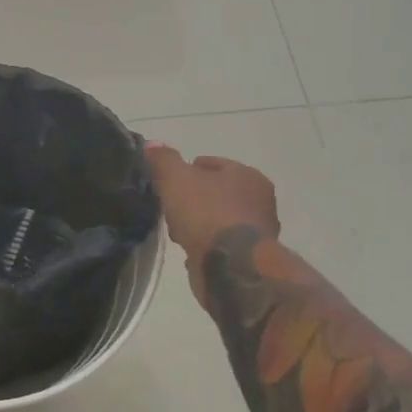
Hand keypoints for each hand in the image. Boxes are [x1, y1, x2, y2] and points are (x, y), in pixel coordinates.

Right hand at [145, 142, 279, 261]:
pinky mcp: (250, 259)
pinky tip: (190, 249)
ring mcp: (258, 233)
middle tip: (172, 206)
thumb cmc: (207, 213)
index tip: (169, 182)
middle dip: (194, 199)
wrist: (231, 267)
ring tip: (177, 231)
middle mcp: (260, 201)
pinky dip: (206, 244)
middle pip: (217, 193)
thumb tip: (152, 144)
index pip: (213, 164)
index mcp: (248, 176)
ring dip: (199, 223)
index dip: (188, 170)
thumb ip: (164, 160)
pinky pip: (221, 244)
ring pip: (218, 220)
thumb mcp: (176, 179)